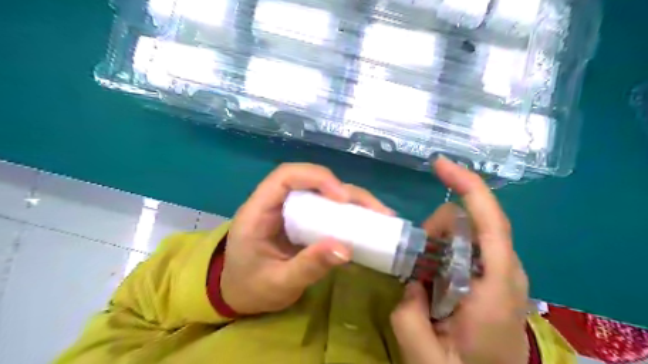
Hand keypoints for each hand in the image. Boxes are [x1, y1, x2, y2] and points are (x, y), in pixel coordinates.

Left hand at [220, 163, 391, 314]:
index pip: (286, 176)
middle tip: (376, 210)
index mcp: (258, 211)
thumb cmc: (250, 288)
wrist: (239, 294)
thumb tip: (346, 249)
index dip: (316, 178)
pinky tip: (367, 222)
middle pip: (312, 180)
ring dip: (353, 200)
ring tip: (380, 215)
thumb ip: (308, 266)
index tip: (342, 198)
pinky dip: (348, 212)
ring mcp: (290, 210)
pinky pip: (327, 208)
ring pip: (323, 192)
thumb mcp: (278, 284)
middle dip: (346, 191)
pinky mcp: (302, 220)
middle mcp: (275, 203)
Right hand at [392, 158, 528, 363]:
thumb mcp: (426, 355)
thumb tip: (411, 282)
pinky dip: (446, 249)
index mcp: (497, 286)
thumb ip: (408, 315)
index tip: (439, 165)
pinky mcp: (495, 276)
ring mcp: (503, 272)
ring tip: (425, 274)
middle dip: (439, 227)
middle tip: (417, 259)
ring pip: (469, 233)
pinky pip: (469, 247)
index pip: (491, 221)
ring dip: (440, 240)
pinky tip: (434, 275)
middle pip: (474, 221)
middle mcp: (507, 271)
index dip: (467, 185)